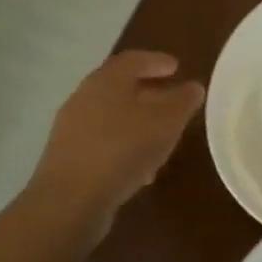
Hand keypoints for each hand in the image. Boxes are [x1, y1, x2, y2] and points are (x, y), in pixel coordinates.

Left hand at [27, 51, 204, 233]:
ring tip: (161, 136)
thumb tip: (193, 87)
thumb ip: (183, 101)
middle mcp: (84, 97)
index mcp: (107, 80)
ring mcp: (72, 128)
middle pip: (120, 87)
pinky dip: (124, 144)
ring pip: (112, 116)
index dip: (157, 61)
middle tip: (172, 100)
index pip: (133, 60)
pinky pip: (103, 141)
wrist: (70, 201)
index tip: (176, 67)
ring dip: (137, 121)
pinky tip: (141, 166)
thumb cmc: (123, 149)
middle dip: (148, 92)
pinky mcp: (68, 157)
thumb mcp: (167, 122)